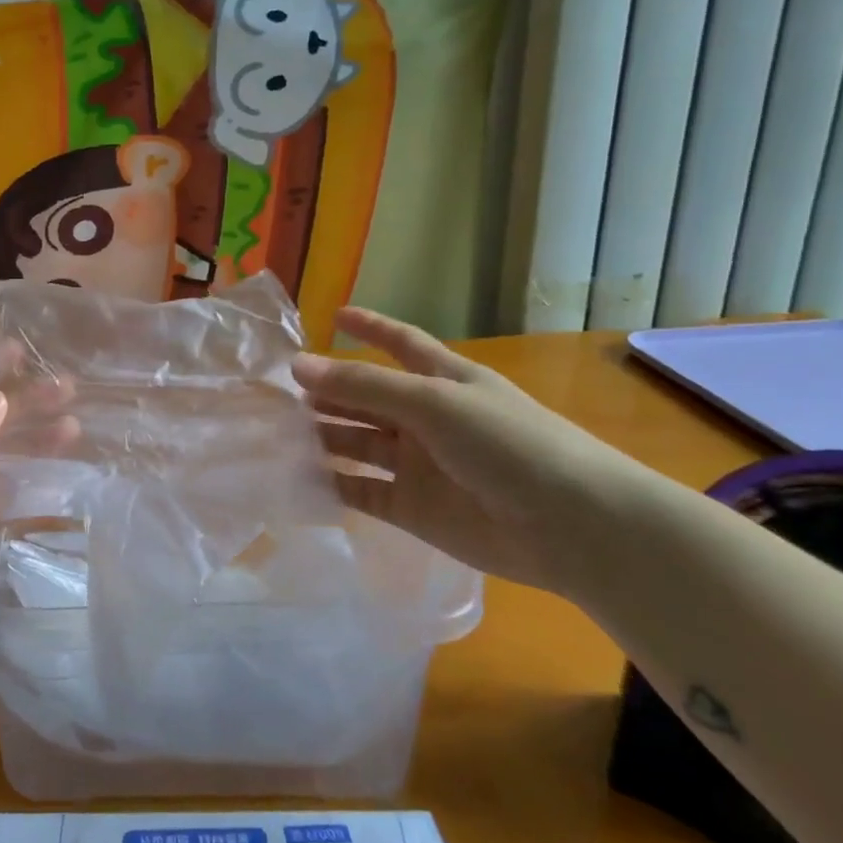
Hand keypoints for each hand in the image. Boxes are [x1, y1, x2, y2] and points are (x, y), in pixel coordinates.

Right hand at [293, 307, 663, 597]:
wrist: (571, 528)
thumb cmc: (507, 443)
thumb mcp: (433, 402)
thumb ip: (363, 385)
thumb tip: (297, 364)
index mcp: (443, 381)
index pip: (400, 343)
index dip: (370, 327)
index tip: (334, 315)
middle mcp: (425, 418)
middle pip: (366, 396)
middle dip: (325, 389)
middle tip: (273, 388)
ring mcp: (417, 465)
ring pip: (356, 442)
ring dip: (319, 435)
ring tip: (271, 429)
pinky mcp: (410, 508)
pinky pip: (360, 490)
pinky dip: (330, 484)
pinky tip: (294, 477)